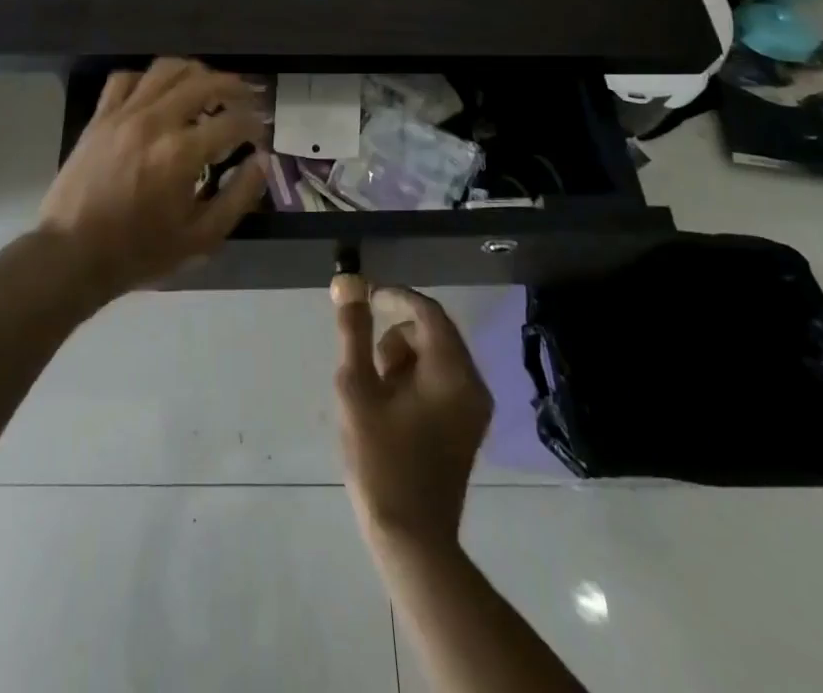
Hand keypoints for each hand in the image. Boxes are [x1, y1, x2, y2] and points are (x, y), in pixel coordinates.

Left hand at [39, 58, 266, 301]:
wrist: (72, 254)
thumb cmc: (139, 251)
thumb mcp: (200, 238)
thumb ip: (238, 197)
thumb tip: (261, 162)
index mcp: (183, 152)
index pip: (233, 121)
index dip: (254, 124)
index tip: (260, 133)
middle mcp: (156, 121)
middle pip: (204, 82)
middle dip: (234, 87)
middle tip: (247, 99)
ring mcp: (124, 114)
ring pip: (166, 69)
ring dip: (195, 73)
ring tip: (208, 86)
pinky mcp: (100, 116)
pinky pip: (126, 78)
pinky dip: (148, 79)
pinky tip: (158, 93)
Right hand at [333, 276, 492, 554]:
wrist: (412, 540)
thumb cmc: (381, 460)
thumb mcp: (357, 389)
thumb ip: (353, 331)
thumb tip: (349, 282)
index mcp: (452, 372)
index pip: (427, 311)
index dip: (394, 297)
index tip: (364, 299)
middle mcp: (473, 384)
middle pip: (432, 332)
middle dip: (396, 338)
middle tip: (368, 367)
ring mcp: (474, 408)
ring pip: (435, 356)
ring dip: (403, 360)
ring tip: (378, 395)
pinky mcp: (468, 426)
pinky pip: (441, 380)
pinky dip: (415, 380)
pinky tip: (392, 409)